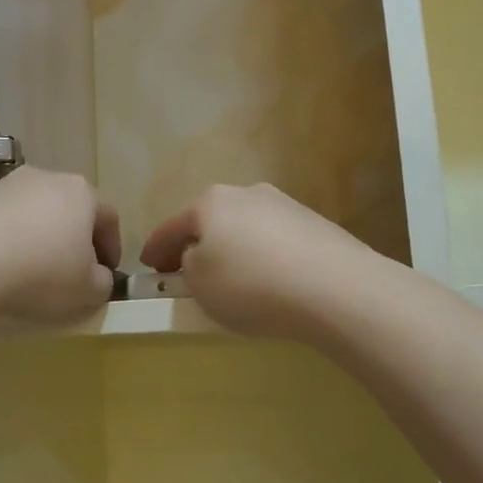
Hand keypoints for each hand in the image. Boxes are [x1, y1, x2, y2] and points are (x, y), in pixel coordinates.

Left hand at [0, 168, 119, 324]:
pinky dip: (13, 238)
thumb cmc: (42, 272)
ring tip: (35, 268)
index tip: (107, 274)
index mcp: (83, 193)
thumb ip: (102, 282)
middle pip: (72, 209)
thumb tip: (97, 275)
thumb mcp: (87, 290)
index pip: (109, 218)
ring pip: (38, 212)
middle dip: (76, 239)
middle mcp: (50, 178)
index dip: (112, 248)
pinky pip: (8, 219)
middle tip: (74, 270)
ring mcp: (11, 184)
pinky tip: (5, 263)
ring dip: (42, 236)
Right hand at [140, 183, 381, 339]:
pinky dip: (264, 257)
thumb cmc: (251, 285)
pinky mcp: (315, 225)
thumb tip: (198, 256)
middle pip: (210, 221)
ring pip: (245, 228)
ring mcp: (284, 205)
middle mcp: (246, 194)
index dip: (154, 249)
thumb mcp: (200, 283)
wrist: (336, 288)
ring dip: (232, 249)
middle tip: (186, 272)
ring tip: (233, 281)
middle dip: (196, 244)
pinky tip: (270, 281)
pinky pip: (275, 241)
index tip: (147, 267)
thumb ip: (187, 266)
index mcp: (210, 203)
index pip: (171, 227)